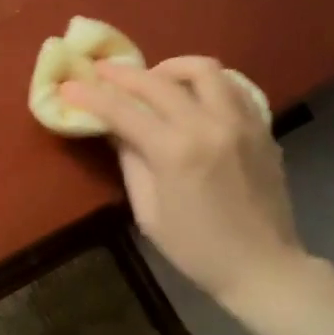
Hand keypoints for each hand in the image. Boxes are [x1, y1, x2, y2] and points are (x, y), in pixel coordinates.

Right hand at [60, 57, 307, 305]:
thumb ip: (131, 162)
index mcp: (176, 152)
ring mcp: (241, 122)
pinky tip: (193, 97)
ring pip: (204, 69)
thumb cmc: (197, 250)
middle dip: (124, 74)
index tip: (70, 85)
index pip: (124, 111)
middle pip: (158, 81)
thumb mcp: (149, 213)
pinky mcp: (262, 127)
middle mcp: (209, 125)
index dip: (92, 96)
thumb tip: (116, 129)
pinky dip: (207, 84)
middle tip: (103, 72)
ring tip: (154, 79)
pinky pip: (233, 87)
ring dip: (171, 68)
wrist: (263, 267)